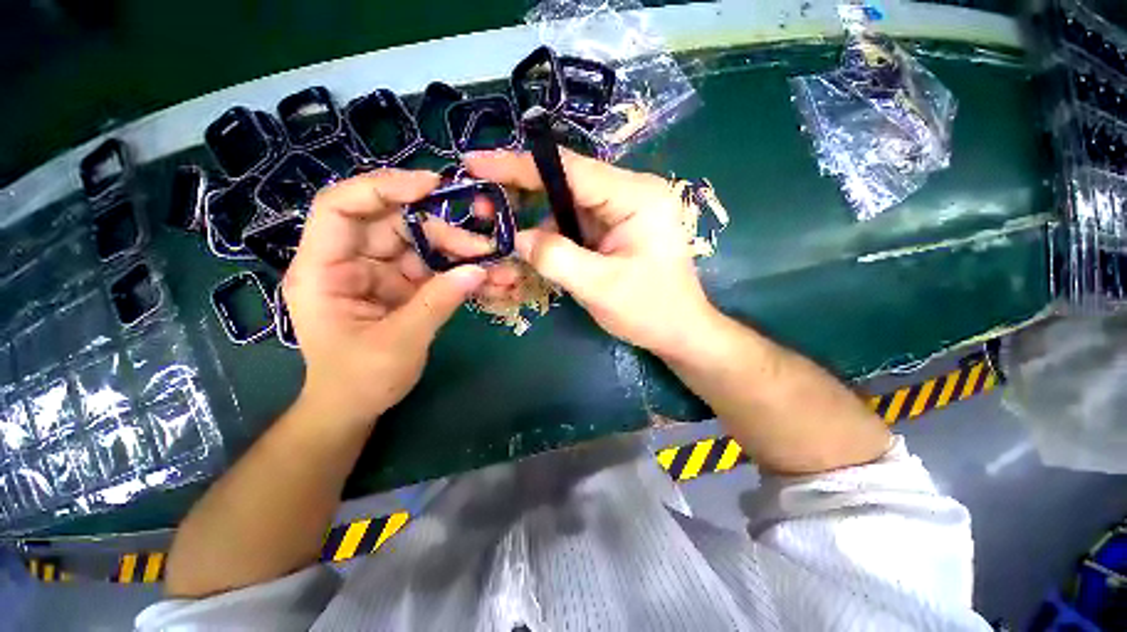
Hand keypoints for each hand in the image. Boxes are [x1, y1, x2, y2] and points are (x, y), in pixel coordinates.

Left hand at [283, 169, 489, 426]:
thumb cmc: (360, 380)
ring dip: (458, 251)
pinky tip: (485, 276)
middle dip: (442, 231)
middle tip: (484, 248)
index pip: (341, 208)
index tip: (432, 187)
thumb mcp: (399, 342)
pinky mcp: (402, 285)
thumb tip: (479, 271)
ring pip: (421, 244)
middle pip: (395, 225)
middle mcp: (350, 262)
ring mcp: (379, 272)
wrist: (357, 406)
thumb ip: (438, 302)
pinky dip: (459, 270)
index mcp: (323, 270)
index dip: (383, 188)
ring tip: (493, 264)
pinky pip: (433, 267)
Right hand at [464, 150, 716, 356]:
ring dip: (535, 218)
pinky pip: (575, 223)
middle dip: (522, 191)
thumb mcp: (599, 286)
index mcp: (636, 197)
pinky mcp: (615, 229)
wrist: (679, 331)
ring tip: (500, 231)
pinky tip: (531, 246)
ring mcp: (622, 211)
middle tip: (481, 201)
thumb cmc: (650, 310)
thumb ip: (555, 257)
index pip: (570, 169)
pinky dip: (550, 234)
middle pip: (566, 182)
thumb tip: (516, 237)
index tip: (476, 162)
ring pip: (566, 204)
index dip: (519, 165)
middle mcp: (630, 193)